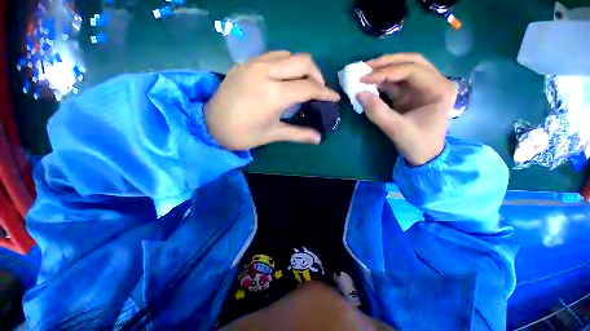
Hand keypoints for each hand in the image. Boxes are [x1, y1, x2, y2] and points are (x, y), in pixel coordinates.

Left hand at [205, 51, 339, 150]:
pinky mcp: (246, 63)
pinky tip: (284, 79)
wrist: (210, 125)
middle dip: (317, 75)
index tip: (334, 98)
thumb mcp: (273, 135)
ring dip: (301, 68)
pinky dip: (286, 65)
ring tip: (302, 84)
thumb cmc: (243, 134)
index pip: (309, 87)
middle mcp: (265, 72)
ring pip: (288, 54)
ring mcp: (254, 64)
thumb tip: (318, 138)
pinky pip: (273, 56)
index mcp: (273, 94)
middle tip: (318, 91)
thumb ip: (298, 134)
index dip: (325, 93)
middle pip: (303, 61)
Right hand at [356, 53, 456, 165]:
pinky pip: (397, 82)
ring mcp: (423, 88)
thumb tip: (359, 94)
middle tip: (365, 67)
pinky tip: (371, 82)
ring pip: (404, 69)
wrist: (424, 156)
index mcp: (439, 89)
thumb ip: (377, 112)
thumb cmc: (417, 144)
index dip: (386, 72)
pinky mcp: (412, 94)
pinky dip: (383, 81)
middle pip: (411, 62)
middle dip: (387, 63)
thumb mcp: (396, 130)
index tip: (363, 78)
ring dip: (384, 69)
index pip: (412, 70)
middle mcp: (435, 83)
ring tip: (365, 71)